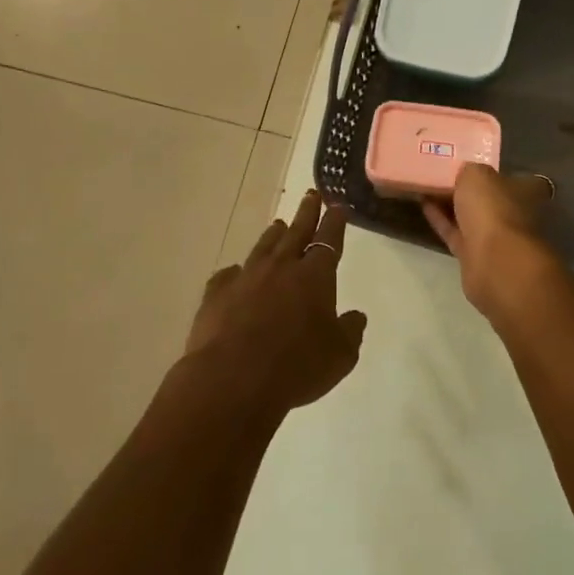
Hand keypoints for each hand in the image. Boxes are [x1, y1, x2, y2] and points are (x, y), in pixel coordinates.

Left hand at [185, 190, 366, 414]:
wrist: (233, 380)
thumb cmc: (296, 367)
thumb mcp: (339, 357)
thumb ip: (350, 332)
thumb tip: (356, 316)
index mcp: (315, 276)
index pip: (328, 240)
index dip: (334, 223)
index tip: (337, 207)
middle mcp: (281, 267)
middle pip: (296, 232)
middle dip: (307, 213)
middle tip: (311, 195)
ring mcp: (246, 277)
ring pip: (264, 247)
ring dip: (273, 235)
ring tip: (279, 224)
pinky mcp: (217, 293)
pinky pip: (229, 275)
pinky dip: (236, 272)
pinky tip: (235, 273)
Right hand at [422, 165, 558, 316]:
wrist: (493, 262)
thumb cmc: (492, 209)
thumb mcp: (477, 174)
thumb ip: (470, 170)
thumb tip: (465, 173)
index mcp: (523, 191)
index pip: (511, 177)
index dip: (491, 170)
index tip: (469, 161)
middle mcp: (512, 213)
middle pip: (487, 197)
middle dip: (468, 188)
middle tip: (441, 172)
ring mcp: (494, 237)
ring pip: (470, 216)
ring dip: (450, 203)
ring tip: (426, 185)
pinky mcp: (474, 255)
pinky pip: (455, 232)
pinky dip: (440, 220)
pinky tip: (423, 204)